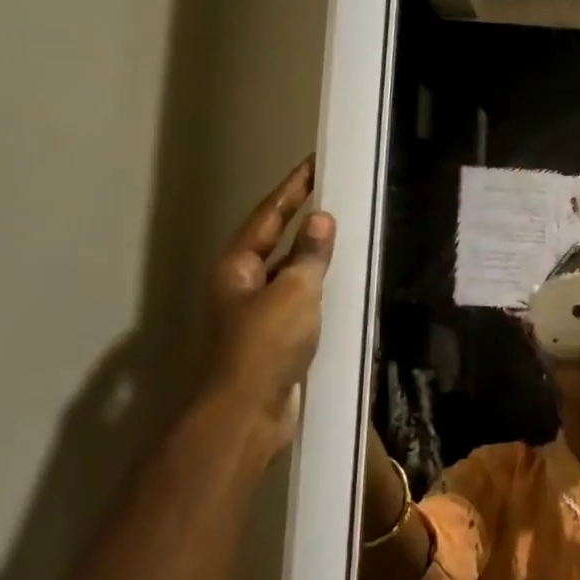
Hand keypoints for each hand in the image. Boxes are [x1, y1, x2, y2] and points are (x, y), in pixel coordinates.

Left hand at [201, 156, 336, 449]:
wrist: (246, 415)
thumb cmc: (265, 345)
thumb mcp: (293, 292)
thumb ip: (309, 256)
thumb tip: (321, 220)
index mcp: (237, 268)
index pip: (269, 217)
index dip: (292, 190)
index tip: (313, 164)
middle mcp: (241, 287)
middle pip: (274, 243)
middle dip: (300, 220)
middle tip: (332, 196)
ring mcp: (255, 315)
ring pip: (288, 275)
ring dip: (311, 256)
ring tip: (342, 236)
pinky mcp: (273, 341)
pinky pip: (299, 303)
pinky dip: (318, 290)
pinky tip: (339, 288)